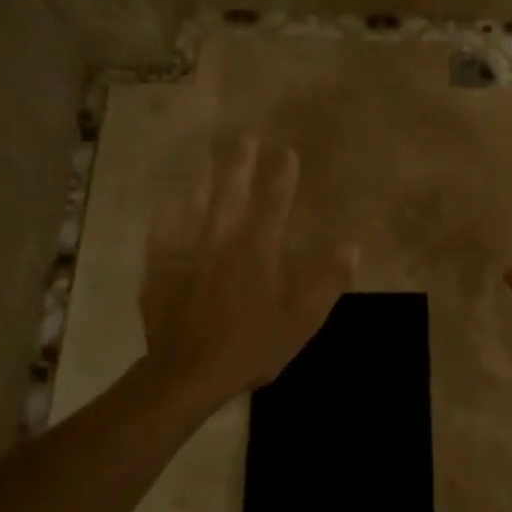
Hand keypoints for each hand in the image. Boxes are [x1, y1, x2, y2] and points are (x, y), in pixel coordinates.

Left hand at [141, 137, 355, 404]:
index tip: (287, 152)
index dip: (283, 176)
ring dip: (202, 180)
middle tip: (245, 139)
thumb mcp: (303, 320)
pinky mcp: (161, 271)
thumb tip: (350, 247)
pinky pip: (162, 235)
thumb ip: (327, 281)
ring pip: (194, 207)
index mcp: (258, 252)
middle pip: (231, 195)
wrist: (190, 373)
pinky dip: (165, 216)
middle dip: (239, 165)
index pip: (274, 204)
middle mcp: (222, 242)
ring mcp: (187, 254)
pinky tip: (164, 204)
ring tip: (205, 158)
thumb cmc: (252, 346)